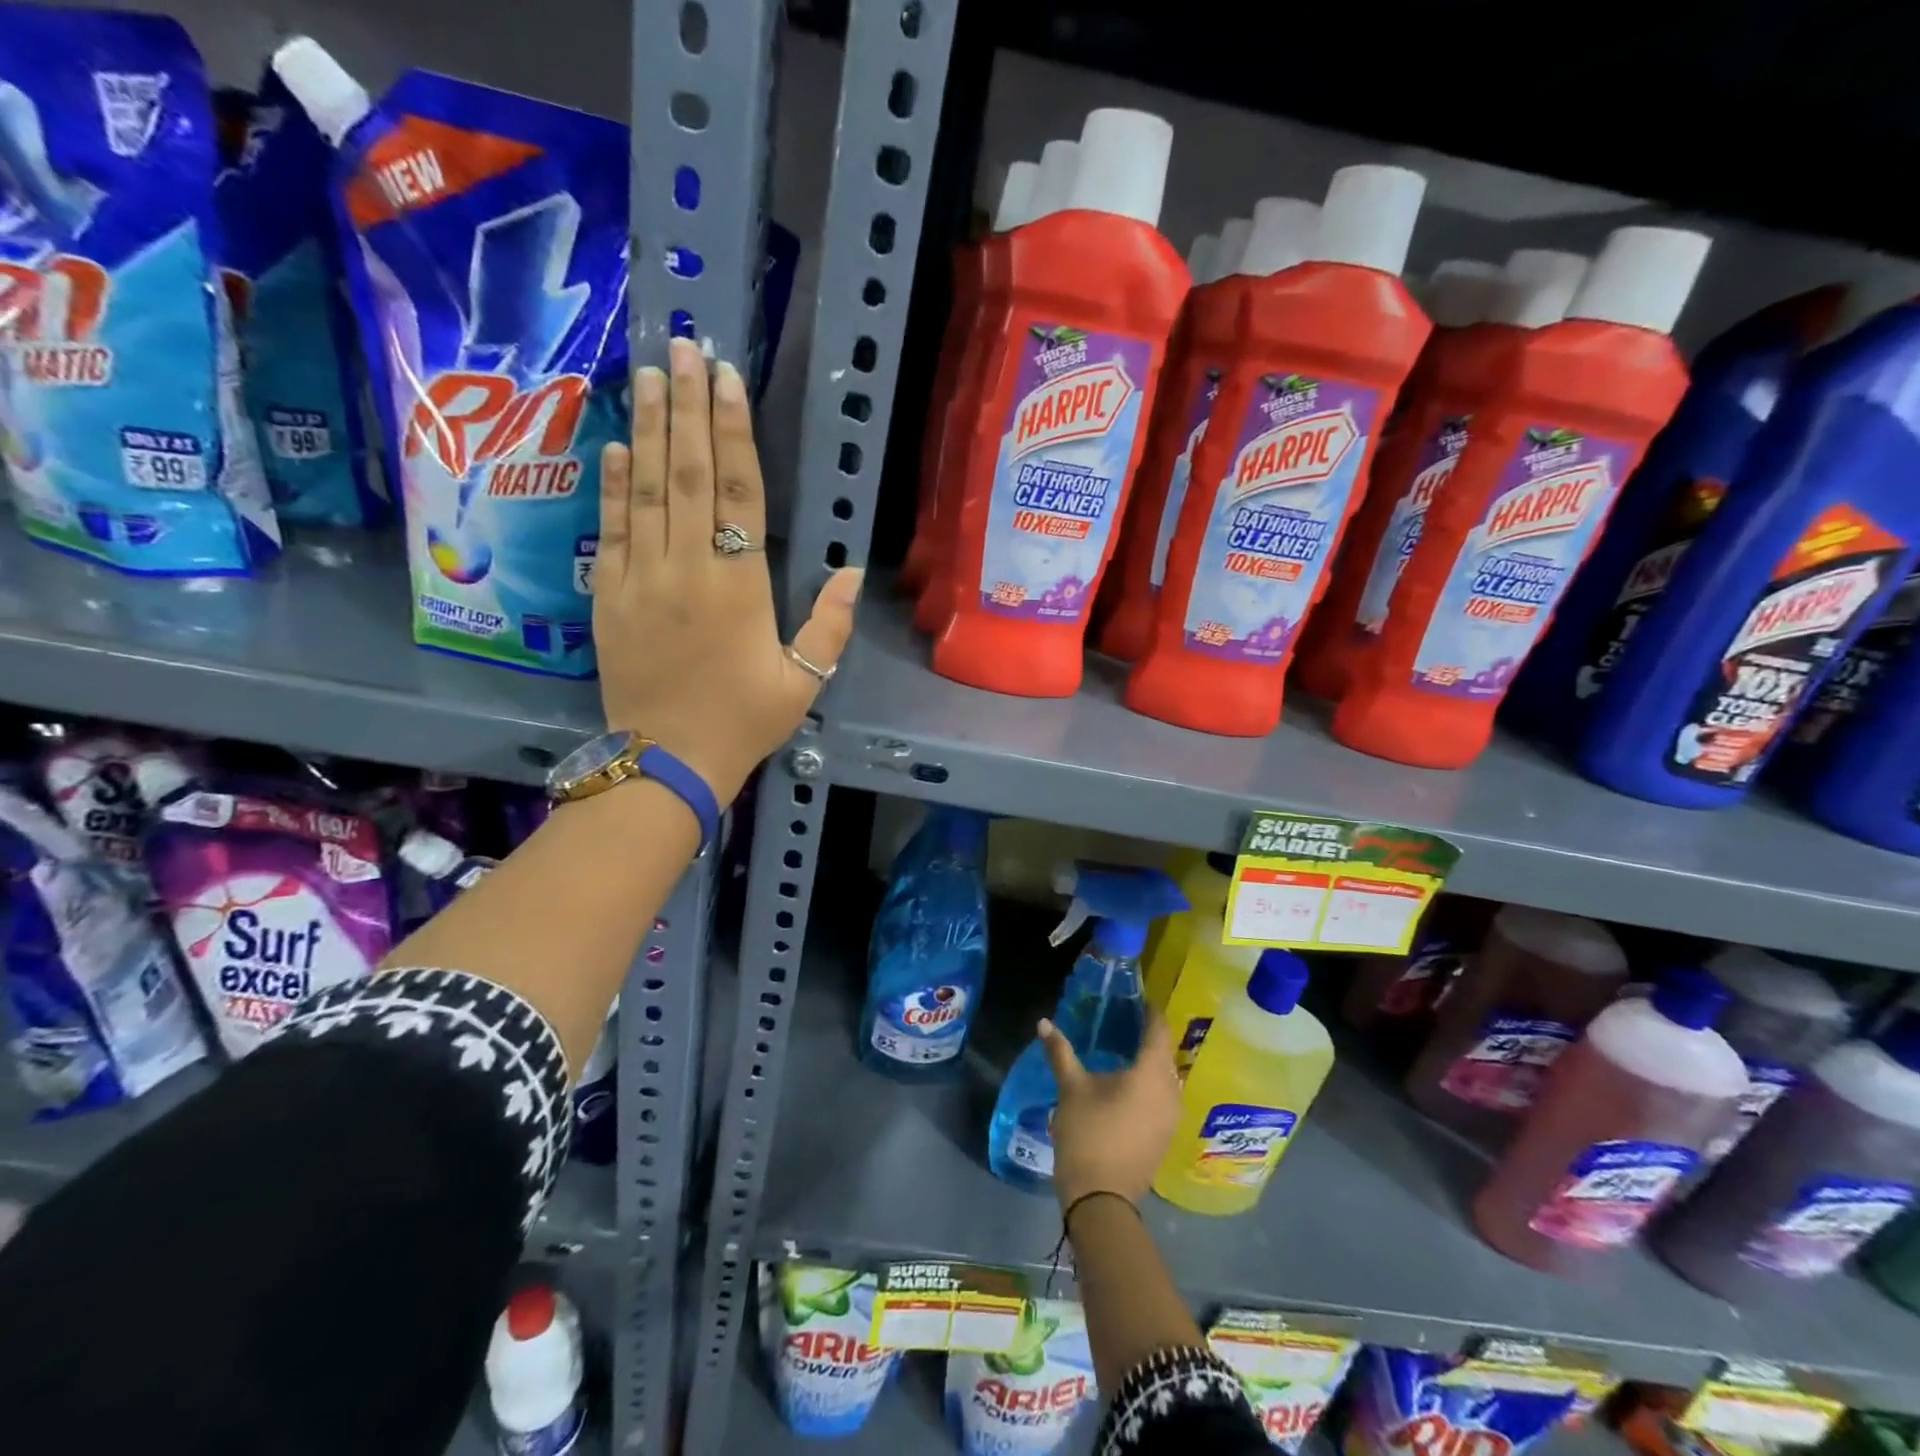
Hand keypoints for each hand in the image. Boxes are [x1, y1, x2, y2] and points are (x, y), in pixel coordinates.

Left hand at [594, 338, 863, 802]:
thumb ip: (829, 625)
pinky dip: (613, 485)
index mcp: (740, 587)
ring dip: (647, 428)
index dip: (733, 433)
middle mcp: (689, 569)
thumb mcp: (803, 682)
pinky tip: (615, 445)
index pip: (739, 494)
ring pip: (646, 490)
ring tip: (649, 374)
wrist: (667, 761)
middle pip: (687, 474)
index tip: (727, 380)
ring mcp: (642, 578)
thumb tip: (852, 570)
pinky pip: (613, 529)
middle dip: (686, 407)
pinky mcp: (610, 596)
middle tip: (684, 348)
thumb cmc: (743, 721)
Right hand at [1040, 1009, 1181, 1211]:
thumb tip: (1044, 1023)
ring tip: (1126, 1050)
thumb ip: (1060, 1052)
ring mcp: (1171, 1117)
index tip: (1137, 999)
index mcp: (1151, 1073)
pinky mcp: (1165, 1136)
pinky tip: (1129, 1085)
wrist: (1101, 1199)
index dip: (1150, 1012)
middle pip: (1165, 1053)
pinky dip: (1150, 1085)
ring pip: (1166, 1078)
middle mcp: (1171, 1091)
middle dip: (1149, 1036)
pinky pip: (1163, 1098)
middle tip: (1126, 1021)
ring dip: (1150, 1063)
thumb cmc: (1088, 1134)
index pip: (1159, 1030)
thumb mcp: (1071, 1088)